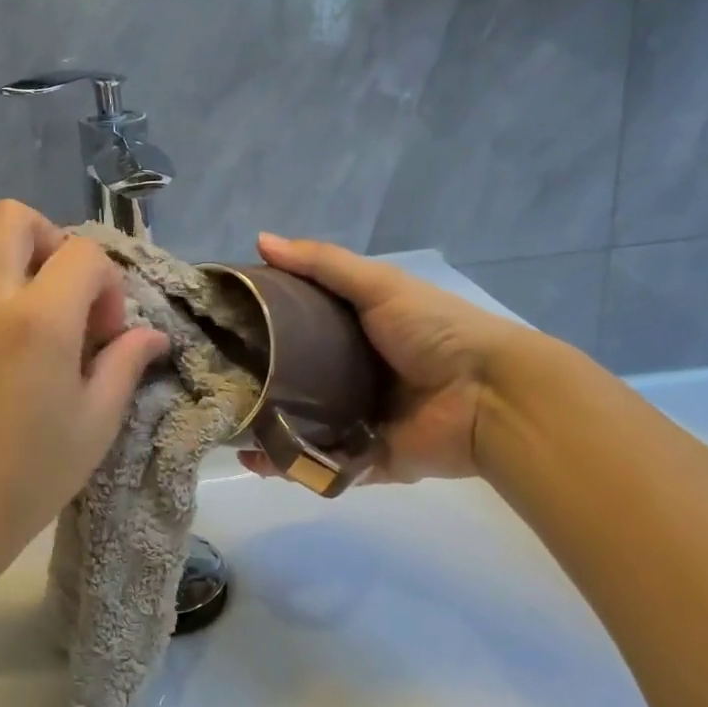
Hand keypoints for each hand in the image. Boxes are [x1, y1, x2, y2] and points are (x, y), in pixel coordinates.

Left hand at [0, 201, 167, 587]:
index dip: (106, 284)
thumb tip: (149, 335)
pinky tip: (6, 369)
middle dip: (50, 240)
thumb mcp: (95, 423)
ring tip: (38, 341)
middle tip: (67, 296)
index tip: (104, 335)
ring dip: (21, 279)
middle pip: (11, 218)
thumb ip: (124, 364)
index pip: (81, 252)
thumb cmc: (29, 475)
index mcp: (38, 319)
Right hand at [243, 233, 533, 481]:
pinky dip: (290, 466)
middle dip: (258, 384)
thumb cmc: (434, 331)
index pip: (298, 329)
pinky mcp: (367, 460)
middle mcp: (353, 377)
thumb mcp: (378, 285)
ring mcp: (359, 420)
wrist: (490, 395)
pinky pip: (321, 464)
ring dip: (266, 429)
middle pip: (295, 381)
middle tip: (217, 383)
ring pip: (302, 426)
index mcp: (356, 335)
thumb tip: (259, 240)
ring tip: (226, 426)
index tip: (223, 328)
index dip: (264, 327)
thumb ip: (322, 264)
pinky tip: (255, 460)